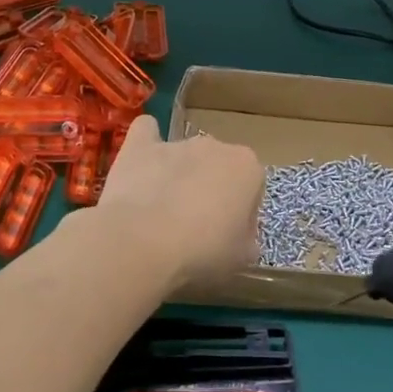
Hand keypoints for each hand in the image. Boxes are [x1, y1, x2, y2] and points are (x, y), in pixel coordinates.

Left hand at [95, 115, 263, 293]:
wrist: (142, 242)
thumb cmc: (202, 251)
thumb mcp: (241, 258)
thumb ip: (247, 240)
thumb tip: (241, 237)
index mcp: (247, 167)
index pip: (252, 188)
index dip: (241, 214)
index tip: (227, 236)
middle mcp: (215, 145)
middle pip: (218, 168)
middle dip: (210, 190)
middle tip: (196, 228)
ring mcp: (176, 143)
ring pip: (184, 156)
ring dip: (179, 176)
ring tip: (162, 213)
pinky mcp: (140, 146)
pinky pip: (147, 132)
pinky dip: (146, 145)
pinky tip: (141, 166)